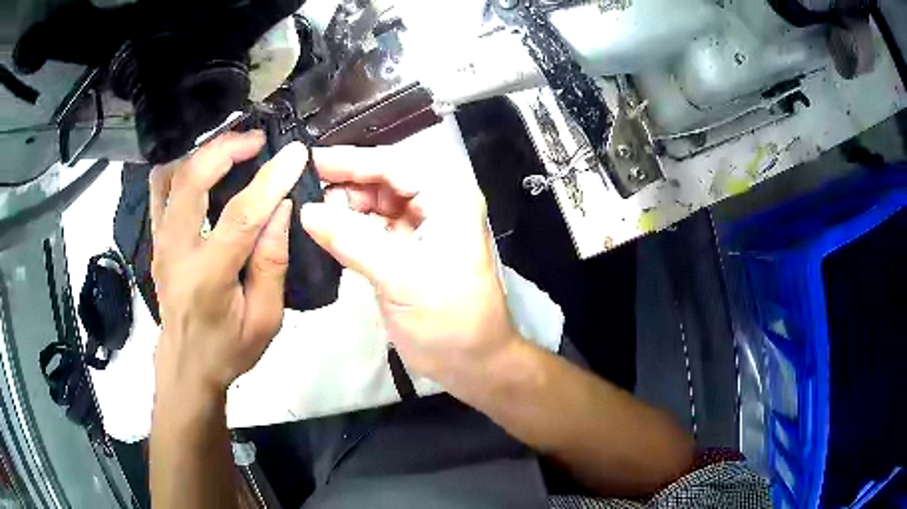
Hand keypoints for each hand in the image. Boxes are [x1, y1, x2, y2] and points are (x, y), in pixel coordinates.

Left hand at [149, 131, 307, 396]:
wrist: (186, 366)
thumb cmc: (229, 349)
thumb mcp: (265, 319)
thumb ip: (272, 263)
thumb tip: (281, 208)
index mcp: (208, 280)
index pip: (238, 218)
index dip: (269, 181)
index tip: (295, 154)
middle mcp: (175, 253)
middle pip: (191, 180)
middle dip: (226, 148)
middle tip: (257, 142)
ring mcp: (160, 242)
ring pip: (171, 176)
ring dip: (203, 154)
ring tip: (233, 151)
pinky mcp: (156, 238)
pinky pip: (161, 189)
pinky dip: (183, 168)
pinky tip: (205, 168)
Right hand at [301, 144, 519, 388]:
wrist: (472, 363)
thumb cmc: (449, 320)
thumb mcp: (401, 278)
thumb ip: (352, 241)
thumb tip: (307, 211)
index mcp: (448, 200)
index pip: (394, 165)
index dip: (352, 160)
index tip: (311, 160)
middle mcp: (436, 205)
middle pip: (383, 180)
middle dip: (345, 182)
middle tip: (302, 188)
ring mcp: (421, 228)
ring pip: (376, 203)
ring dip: (344, 205)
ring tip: (308, 210)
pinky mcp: (407, 251)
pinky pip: (373, 228)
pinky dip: (349, 228)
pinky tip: (324, 230)